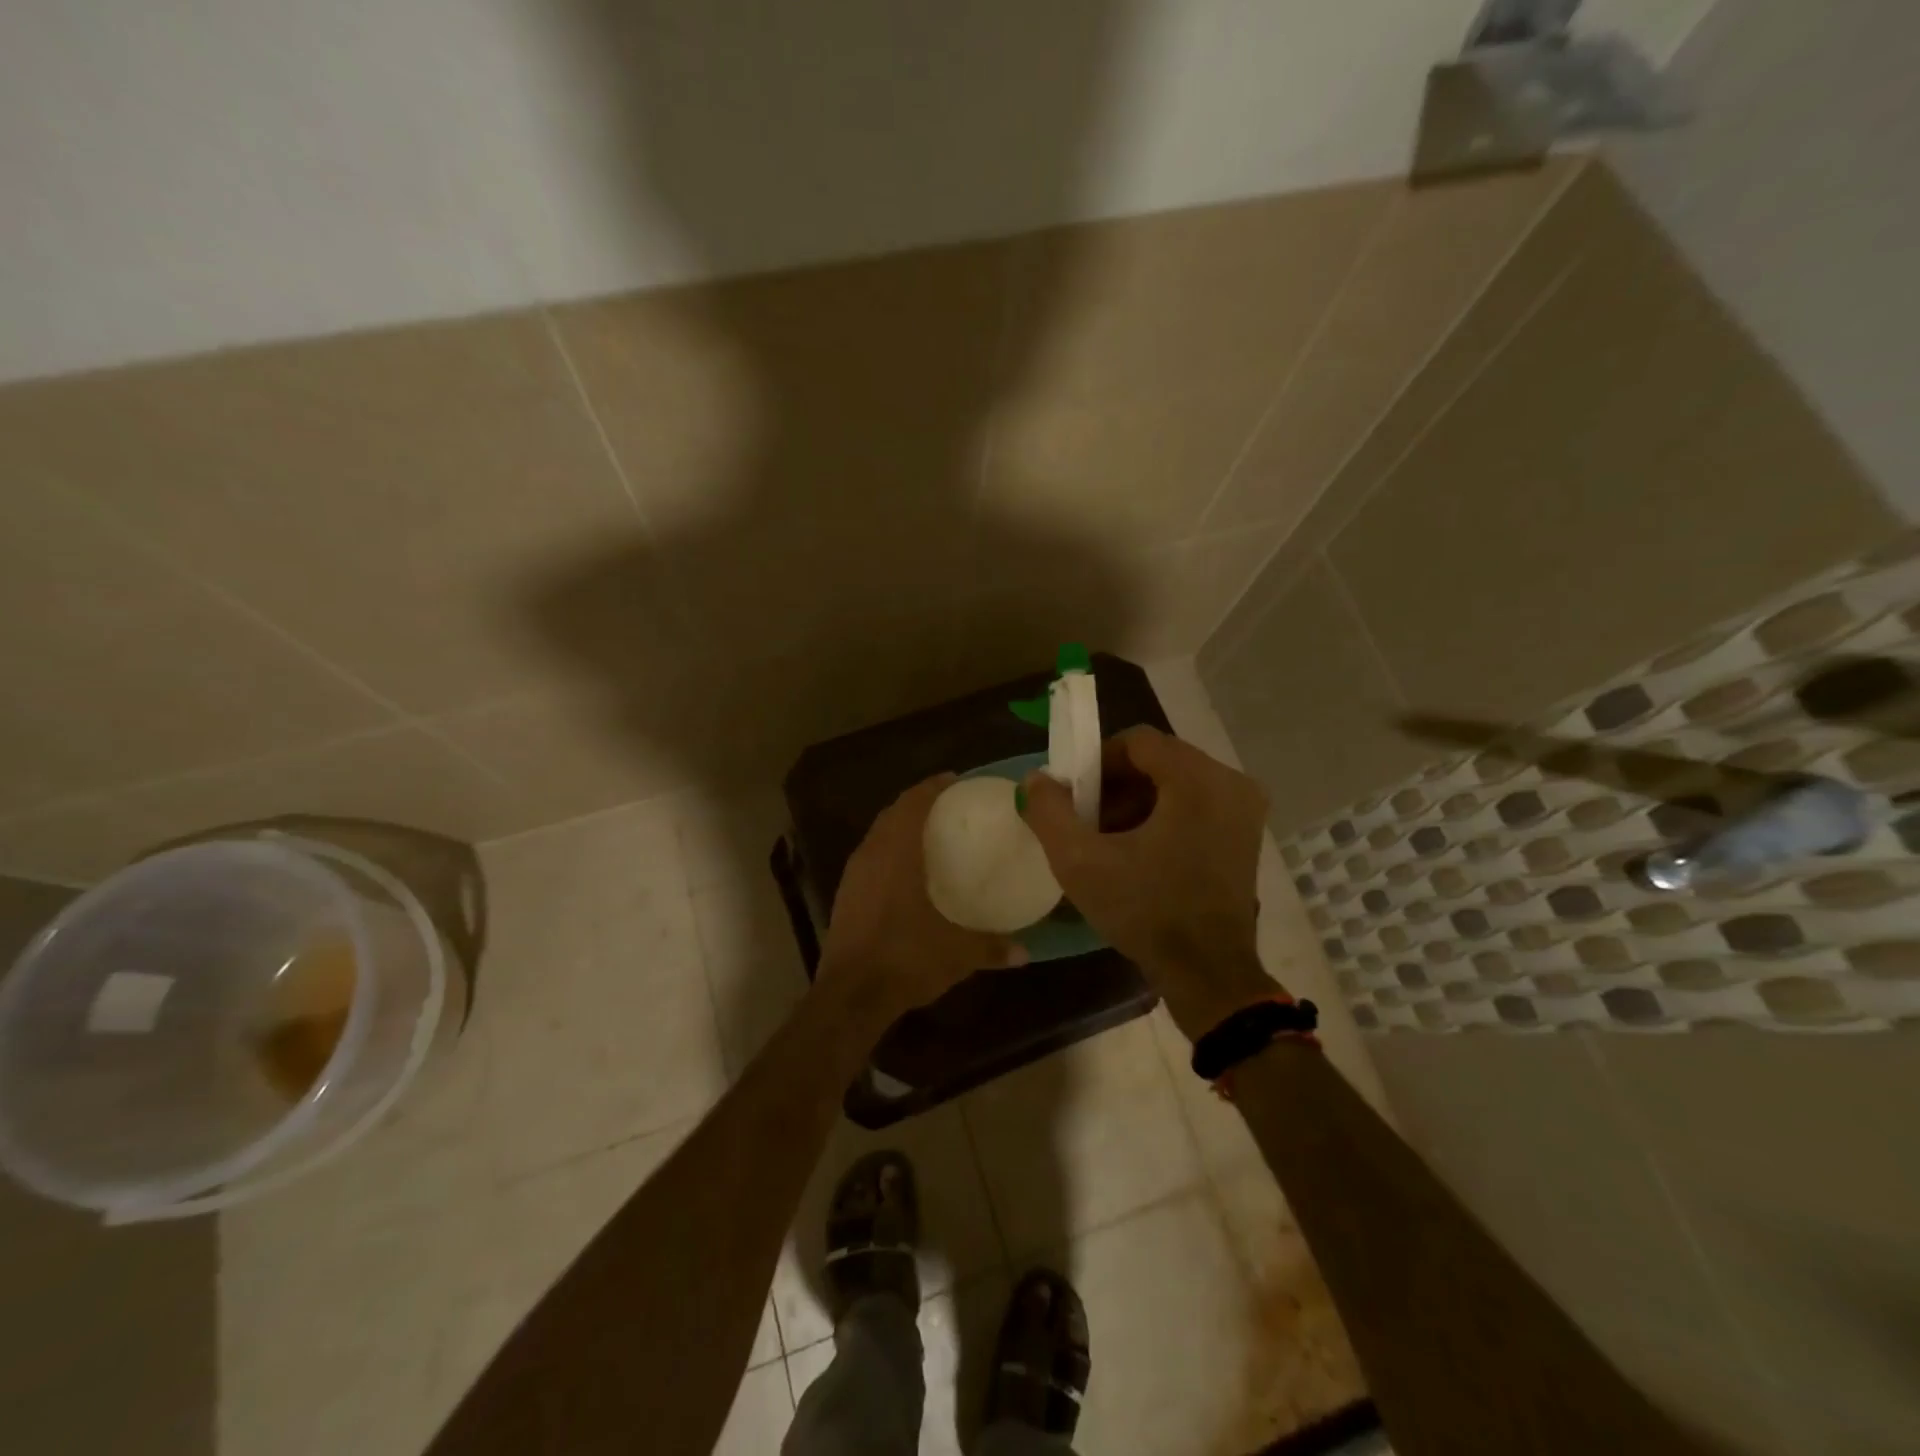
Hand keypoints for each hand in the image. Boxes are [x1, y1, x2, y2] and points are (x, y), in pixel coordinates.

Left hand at [820, 773, 1027, 1026]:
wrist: (850, 996)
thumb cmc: (904, 959)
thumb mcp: (956, 954)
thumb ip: (992, 947)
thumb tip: (1025, 951)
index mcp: (896, 854)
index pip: (912, 804)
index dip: (932, 787)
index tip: (954, 780)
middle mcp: (871, 855)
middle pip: (892, 814)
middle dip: (917, 803)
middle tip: (946, 805)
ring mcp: (853, 876)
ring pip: (878, 835)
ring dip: (900, 826)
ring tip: (928, 832)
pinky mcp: (845, 896)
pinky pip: (870, 857)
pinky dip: (888, 850)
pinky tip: (905, 870)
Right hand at [1021, 727, 1279, 1036]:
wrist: (1207, 974)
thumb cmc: (1145, 913)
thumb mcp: (1080, 862)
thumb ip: (1049, 811)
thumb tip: (1036, 779)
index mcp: (1197, 780)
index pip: (1137, 741)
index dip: (1097, 762)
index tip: (1077, 798)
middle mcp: (1231, 783)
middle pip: (1158, 760)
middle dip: (1116, 786)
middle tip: (1090, 823)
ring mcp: (1245, 809)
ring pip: (1176, 782)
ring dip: (1138, 802)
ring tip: (1111, 841)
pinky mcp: (1246, 834)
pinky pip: (1196, 804)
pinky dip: (1164, 816)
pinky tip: (1142, 853)